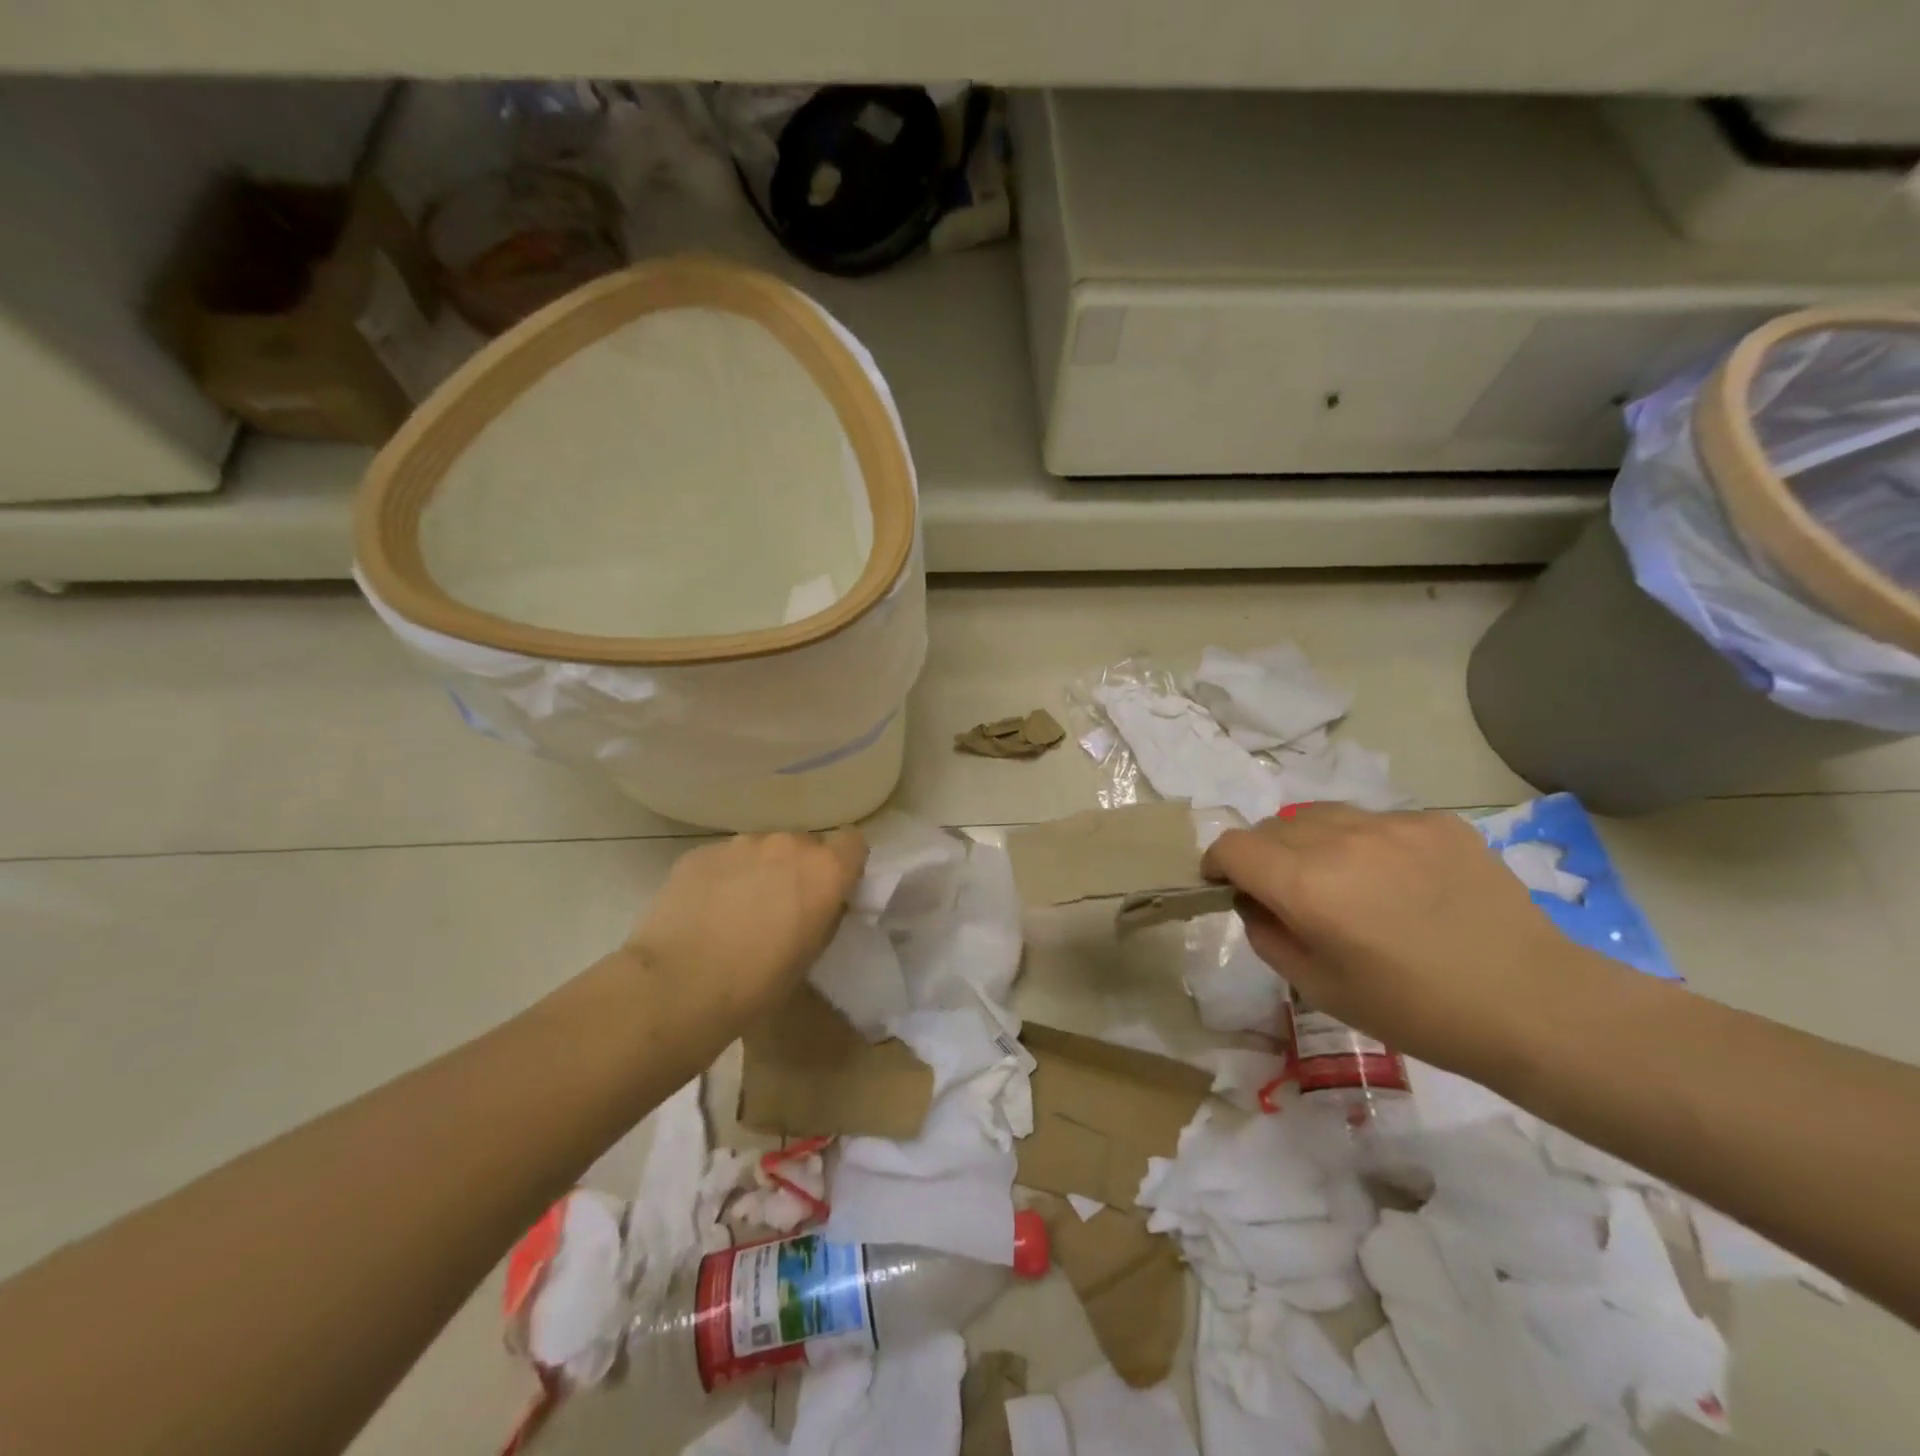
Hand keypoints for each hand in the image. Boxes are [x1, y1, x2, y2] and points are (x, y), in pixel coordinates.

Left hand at [627, 829, 867, 1024]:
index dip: (844, 865)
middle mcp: (787, 844)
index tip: (831, 891)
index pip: (853, 843)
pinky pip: (725, 858)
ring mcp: (741, 843)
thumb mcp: (811, 954)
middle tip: (781, 906)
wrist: (678, 986)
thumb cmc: (757, 983)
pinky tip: (706, 911)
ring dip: (759, 870)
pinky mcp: (701, 851)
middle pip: (804, 845)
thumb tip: (818, 901)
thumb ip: (823, 913)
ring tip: (737, 910)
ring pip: (762, 849)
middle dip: (798, 869)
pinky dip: (723, 877)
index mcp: (825, 870)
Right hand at [1202, 804, 1583, 1079]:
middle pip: (1272, 827)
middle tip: (1289, 895)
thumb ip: (1266, 933)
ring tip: (1342, 882)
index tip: (1225, 884)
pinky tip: (1401, 882)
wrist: (1534, 1004)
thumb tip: (1253, 899)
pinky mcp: (1436, 821)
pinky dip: (1366, 844)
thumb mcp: (1318, 987)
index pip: (1232, 846)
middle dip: (1263, 856)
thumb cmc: (1415, 1010)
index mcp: (1305, 885)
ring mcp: (1392, 824)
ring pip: (1321, 815)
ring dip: (1310, 842)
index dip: (1218, 864)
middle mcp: (1340, 839)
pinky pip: (1376, 822)